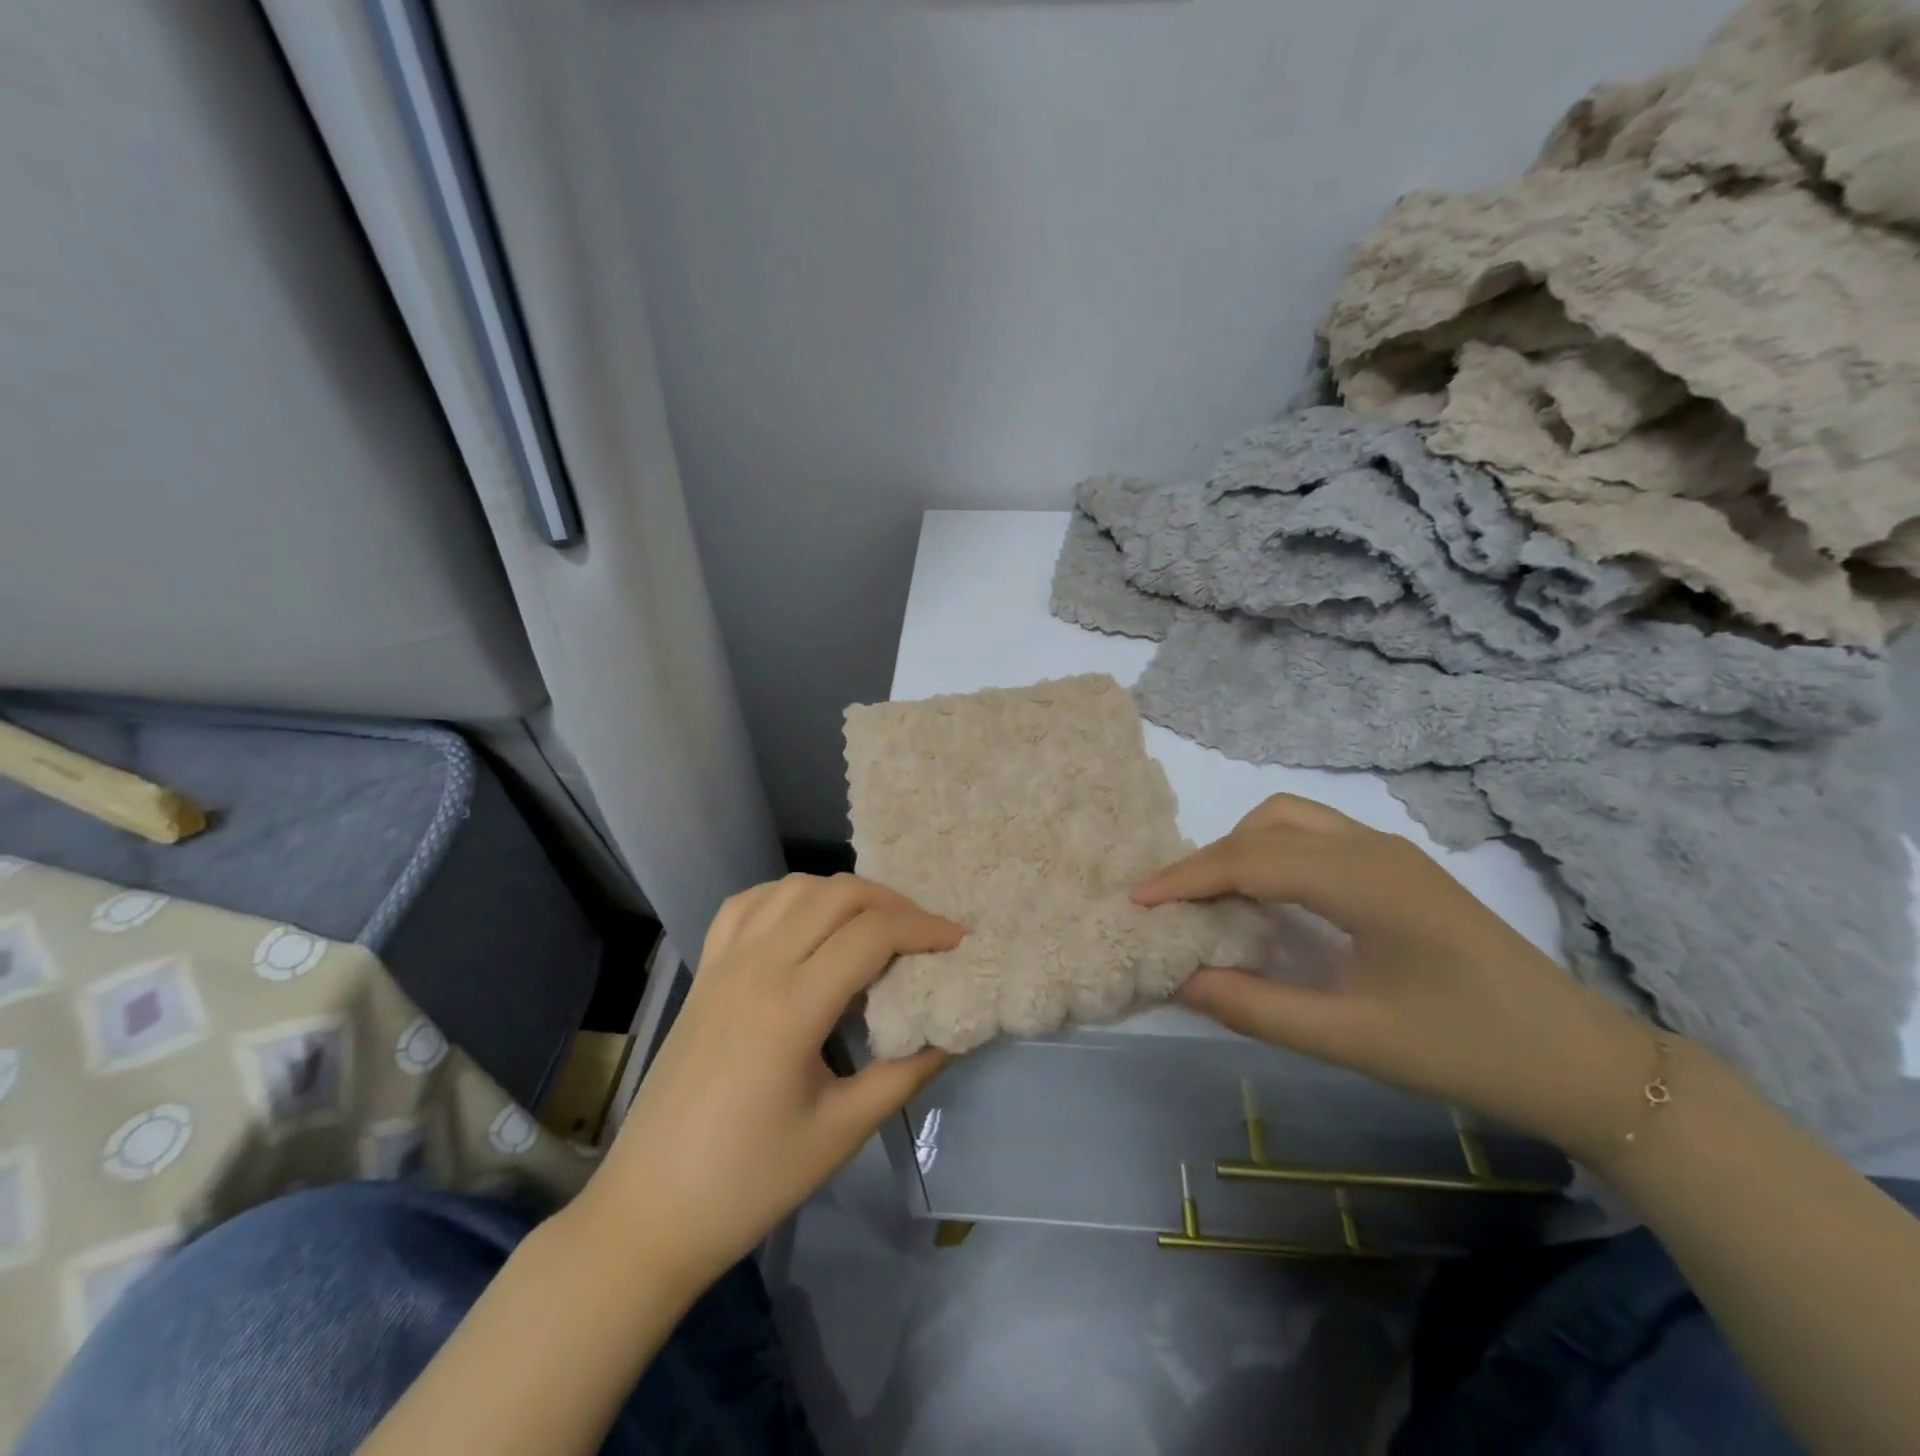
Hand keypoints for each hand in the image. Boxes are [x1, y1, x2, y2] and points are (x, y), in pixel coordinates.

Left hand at [576, 874, 961, 1297]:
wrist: (649, 1212)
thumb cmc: (750, 1183)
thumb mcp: (841, 1133)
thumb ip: (905, 1074)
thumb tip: (953, 1032)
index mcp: (791, 1008)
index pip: (872, 934)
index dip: (924, 929)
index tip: (958, 941)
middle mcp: (756, 967)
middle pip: (836, 894)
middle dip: (891, 902)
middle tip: (923, 934)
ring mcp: (723, 964)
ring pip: (793, 888)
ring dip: (843, 894)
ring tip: (873, 926)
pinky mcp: (704, 972)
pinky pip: (747, 905)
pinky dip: (787, 897)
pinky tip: (805, 923)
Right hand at [1133, 795, 1660, 1161]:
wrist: (1582, 1062)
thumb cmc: (1466, 1050)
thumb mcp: (1351, 1038)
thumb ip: (1256, 1007)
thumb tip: (1181, 980)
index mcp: (1363, 881)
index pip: (1250, 859)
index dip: (1186, 877)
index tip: (1136, 901)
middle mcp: (1372, 849)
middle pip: (1267, 825)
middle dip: (1211, 858)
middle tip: (1177, 906)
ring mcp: (1390, 854)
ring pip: (1292, 821)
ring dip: (1244, 849)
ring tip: (1217, 901)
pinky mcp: (1400, 869)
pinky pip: (1317, 839)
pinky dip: (1274, 855)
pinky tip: (1270, 900)